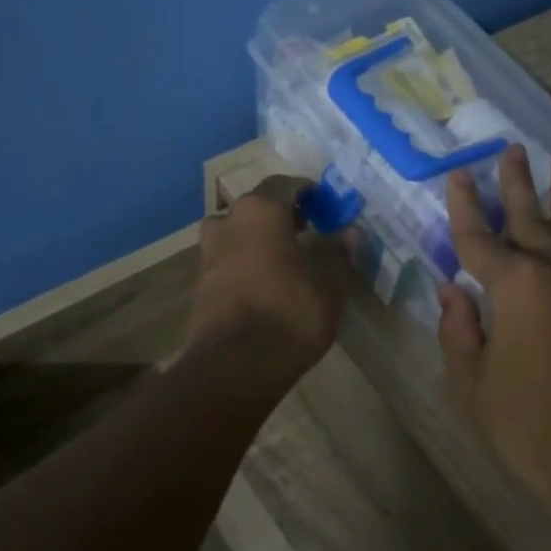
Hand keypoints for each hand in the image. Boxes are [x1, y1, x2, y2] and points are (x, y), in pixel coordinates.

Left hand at [186, 175, 346, 379]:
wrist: (235, 365)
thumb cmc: (290, 313)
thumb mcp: (329, 284)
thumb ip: (338, 253)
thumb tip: (350, 233)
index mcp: (260, 211)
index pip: (284, 185)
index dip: (306, 191)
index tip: (324, 203)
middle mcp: (228, 222)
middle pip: (256, 207)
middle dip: (282, 214)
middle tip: (307, 229)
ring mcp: (208, 254)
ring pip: (237, 233)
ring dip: (260, 238)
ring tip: (286, 257)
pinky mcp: (200, 285)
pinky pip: (228, 260)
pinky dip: (246, 262)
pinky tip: (266, 282)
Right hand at [437, 146, 550, 530]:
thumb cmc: (528, 427)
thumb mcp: (472, 383)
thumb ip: (458, 329)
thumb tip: (451, 289)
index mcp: (517, 286)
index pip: (479, 237)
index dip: (464, 206)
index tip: (458, 174)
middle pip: (532, 216)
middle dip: (515, 183)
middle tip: (509, 150)